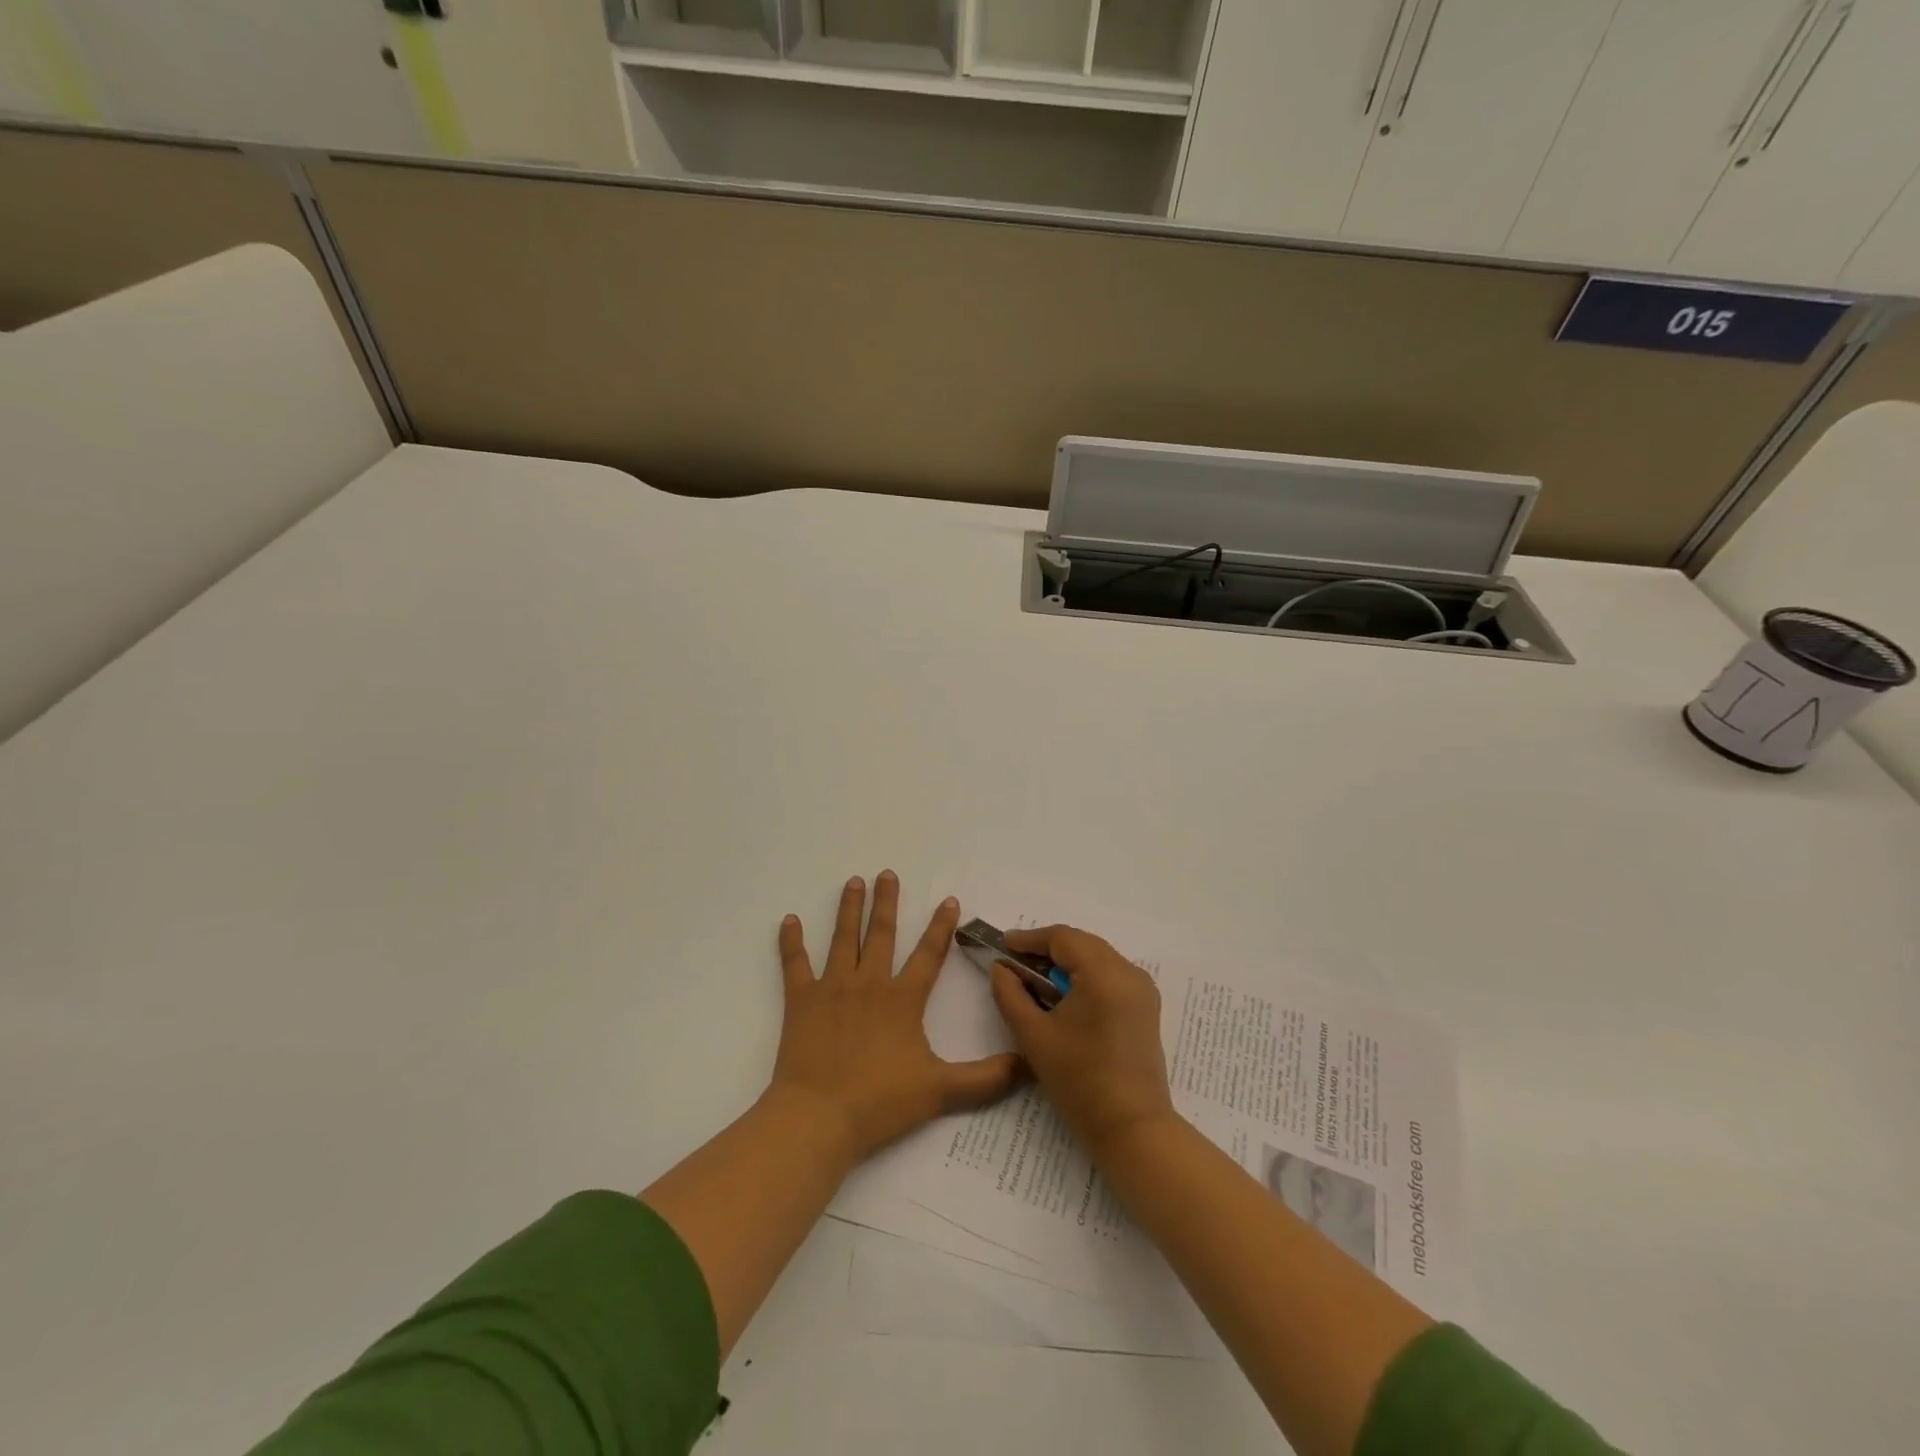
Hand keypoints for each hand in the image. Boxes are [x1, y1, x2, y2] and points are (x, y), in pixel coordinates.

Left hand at [770, 872, 1022, 1167]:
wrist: (819, 1117)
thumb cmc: (880, 1101)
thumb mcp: (941, 1091)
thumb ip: (986, 1079)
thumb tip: (1028, 1064)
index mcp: (902, 999)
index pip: (929, 954)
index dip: (941, 927)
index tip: (948, 900)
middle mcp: (869, 983)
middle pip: (882, 934)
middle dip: (887, 902)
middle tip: (887, 873)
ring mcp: (833, 988)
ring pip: (843, 938)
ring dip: (849, 909)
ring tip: (853, 882)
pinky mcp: (801, 1001)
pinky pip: (795, 964)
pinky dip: (791, 942)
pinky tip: (789, 920)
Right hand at [992, 925, 1175, 1154]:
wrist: (1132, 1128)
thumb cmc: (1079, 1081)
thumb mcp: (1033, 1035)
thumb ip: (1010, 994)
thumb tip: (1001, 968)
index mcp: (1104, 973)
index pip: (1062, 938)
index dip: (1029, 939)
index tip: (1003, 946)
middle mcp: (1129, 971)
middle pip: (1081, 943)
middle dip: (1047, 950)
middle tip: (1015, 963)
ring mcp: (1142, 988)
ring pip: (1097, 957)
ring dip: (1066, 962)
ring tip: (1036, 979)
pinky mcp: (1146, 1006)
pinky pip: (1110, 974)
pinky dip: (1085, 976)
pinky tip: (1064, 995)